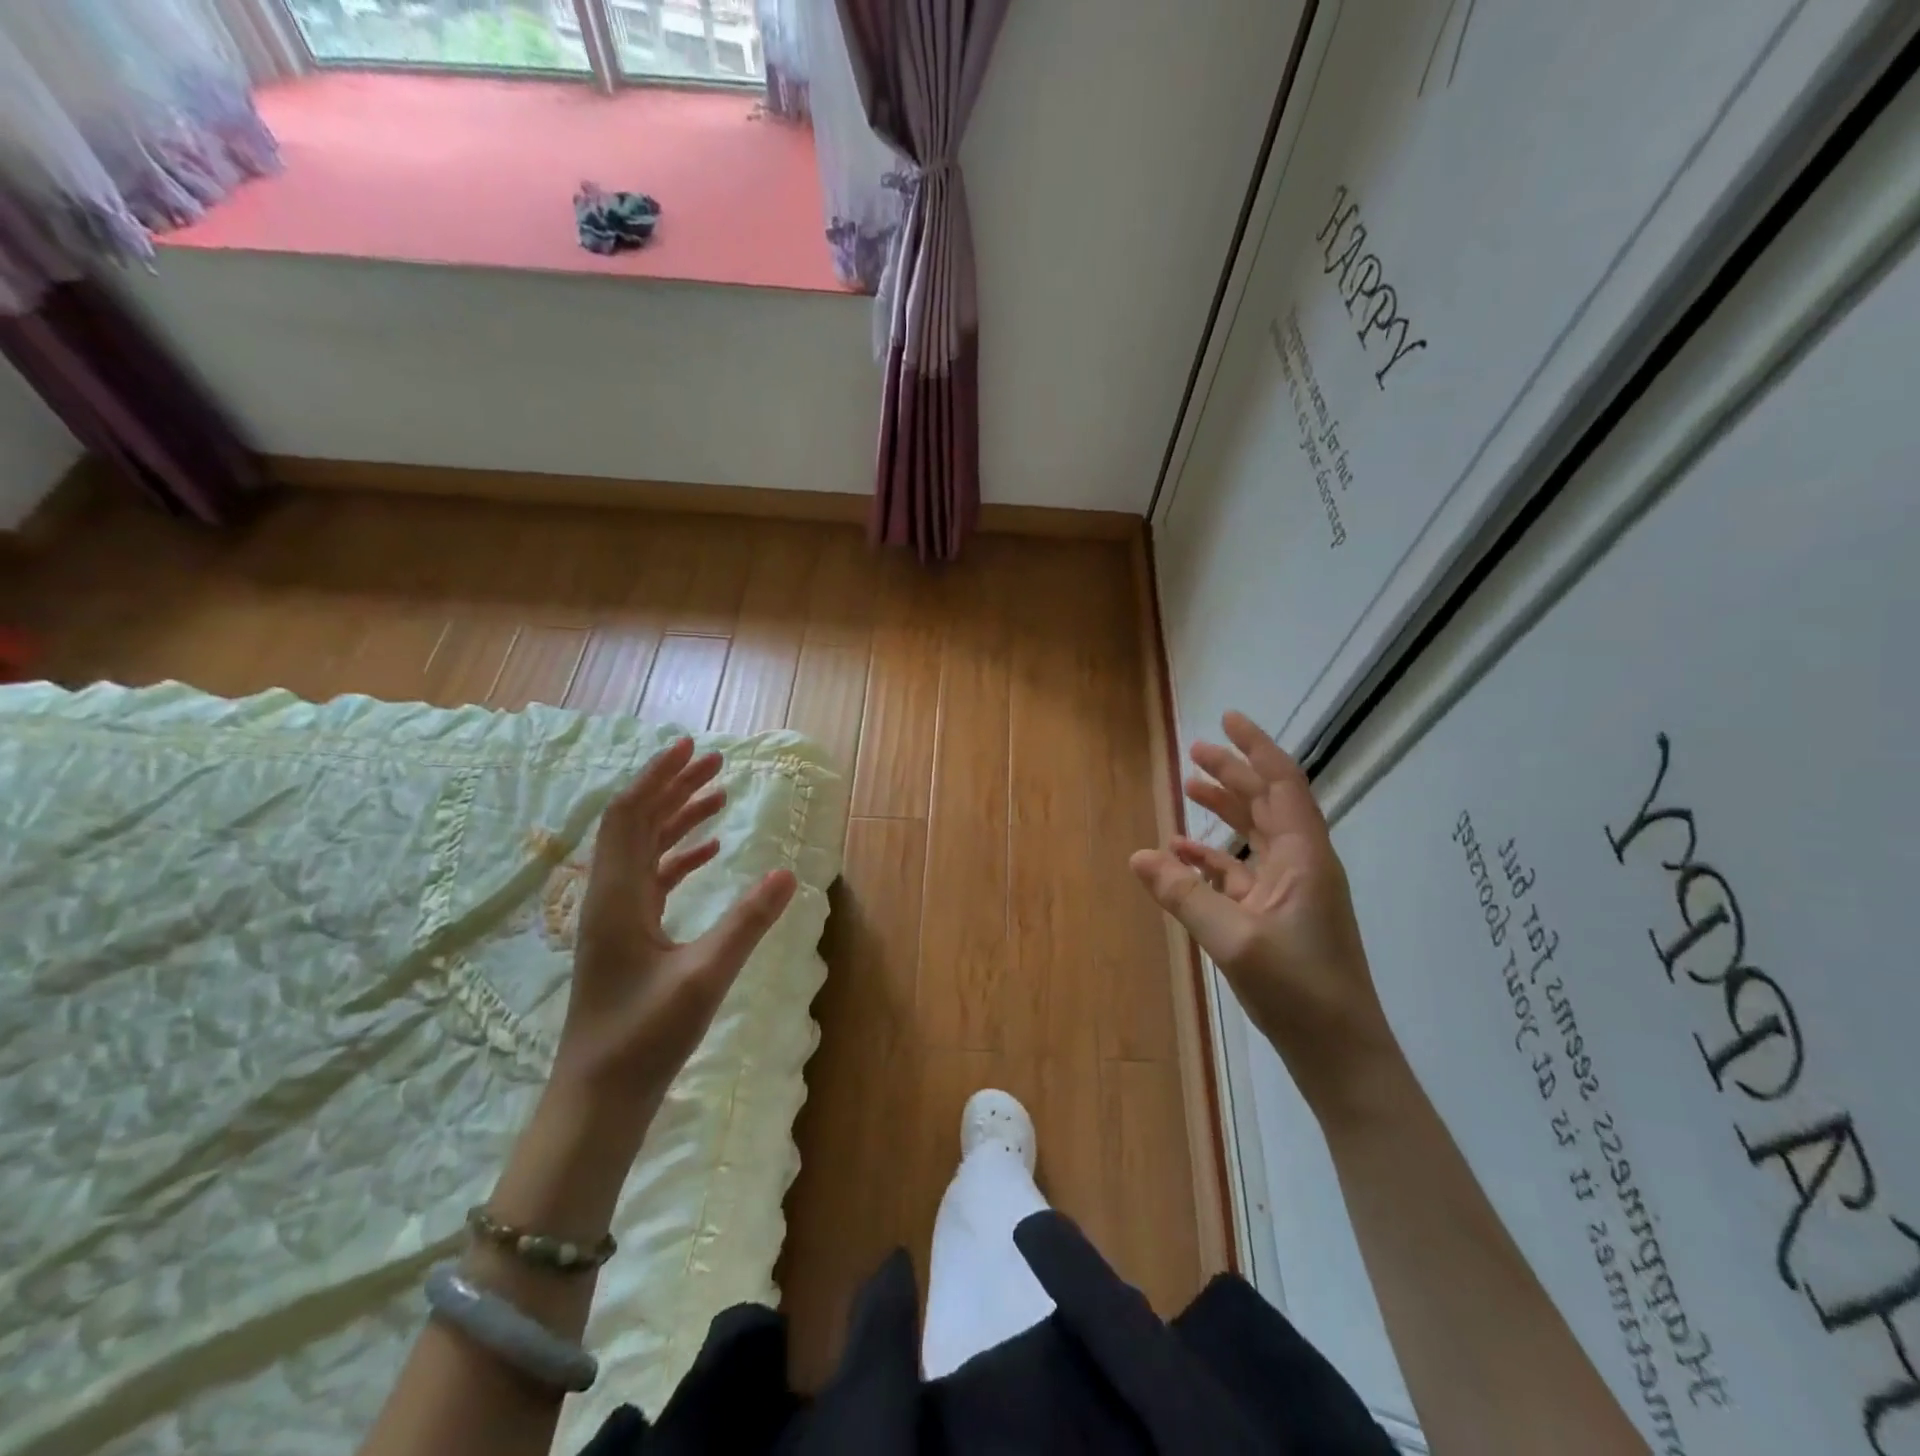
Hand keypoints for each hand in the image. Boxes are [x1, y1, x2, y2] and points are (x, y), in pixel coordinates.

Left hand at [556, 737, 797, 1108]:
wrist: (599, 1098)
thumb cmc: (645, 1038)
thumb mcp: (704, 978)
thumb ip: (747, 923)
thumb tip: (787, 874)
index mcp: (618, 897)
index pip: (629, 816)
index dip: (657, 776)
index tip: (691, 747)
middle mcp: (610, 897)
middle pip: (636, 823)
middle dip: (673, 788)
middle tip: (716, 763)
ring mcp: (616, 918)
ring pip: (644, 849)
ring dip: (678, 818)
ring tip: (718, 795)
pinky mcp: (627, 937)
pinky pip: (653, 879)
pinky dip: (679, 856)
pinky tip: (710, 852)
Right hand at [1129, 711, 1401, 1116]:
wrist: (1341, 1054)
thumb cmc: (1298, 991)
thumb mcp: (1233, 939)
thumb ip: (1184, 895)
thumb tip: (1139, 856)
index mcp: (1305, 857)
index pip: (1282, 783)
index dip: (1256, 747)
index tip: (1228, 718)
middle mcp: (1302, 864)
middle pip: (1267, 802)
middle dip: (1233, 773)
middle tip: (1194, 750)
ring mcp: (1292, 892)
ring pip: (1255, 835)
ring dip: (1224, 810)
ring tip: (1187, 788)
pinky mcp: (1278, 917)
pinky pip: (1243, 872)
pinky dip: (1214, 858)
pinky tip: (1182, 856)